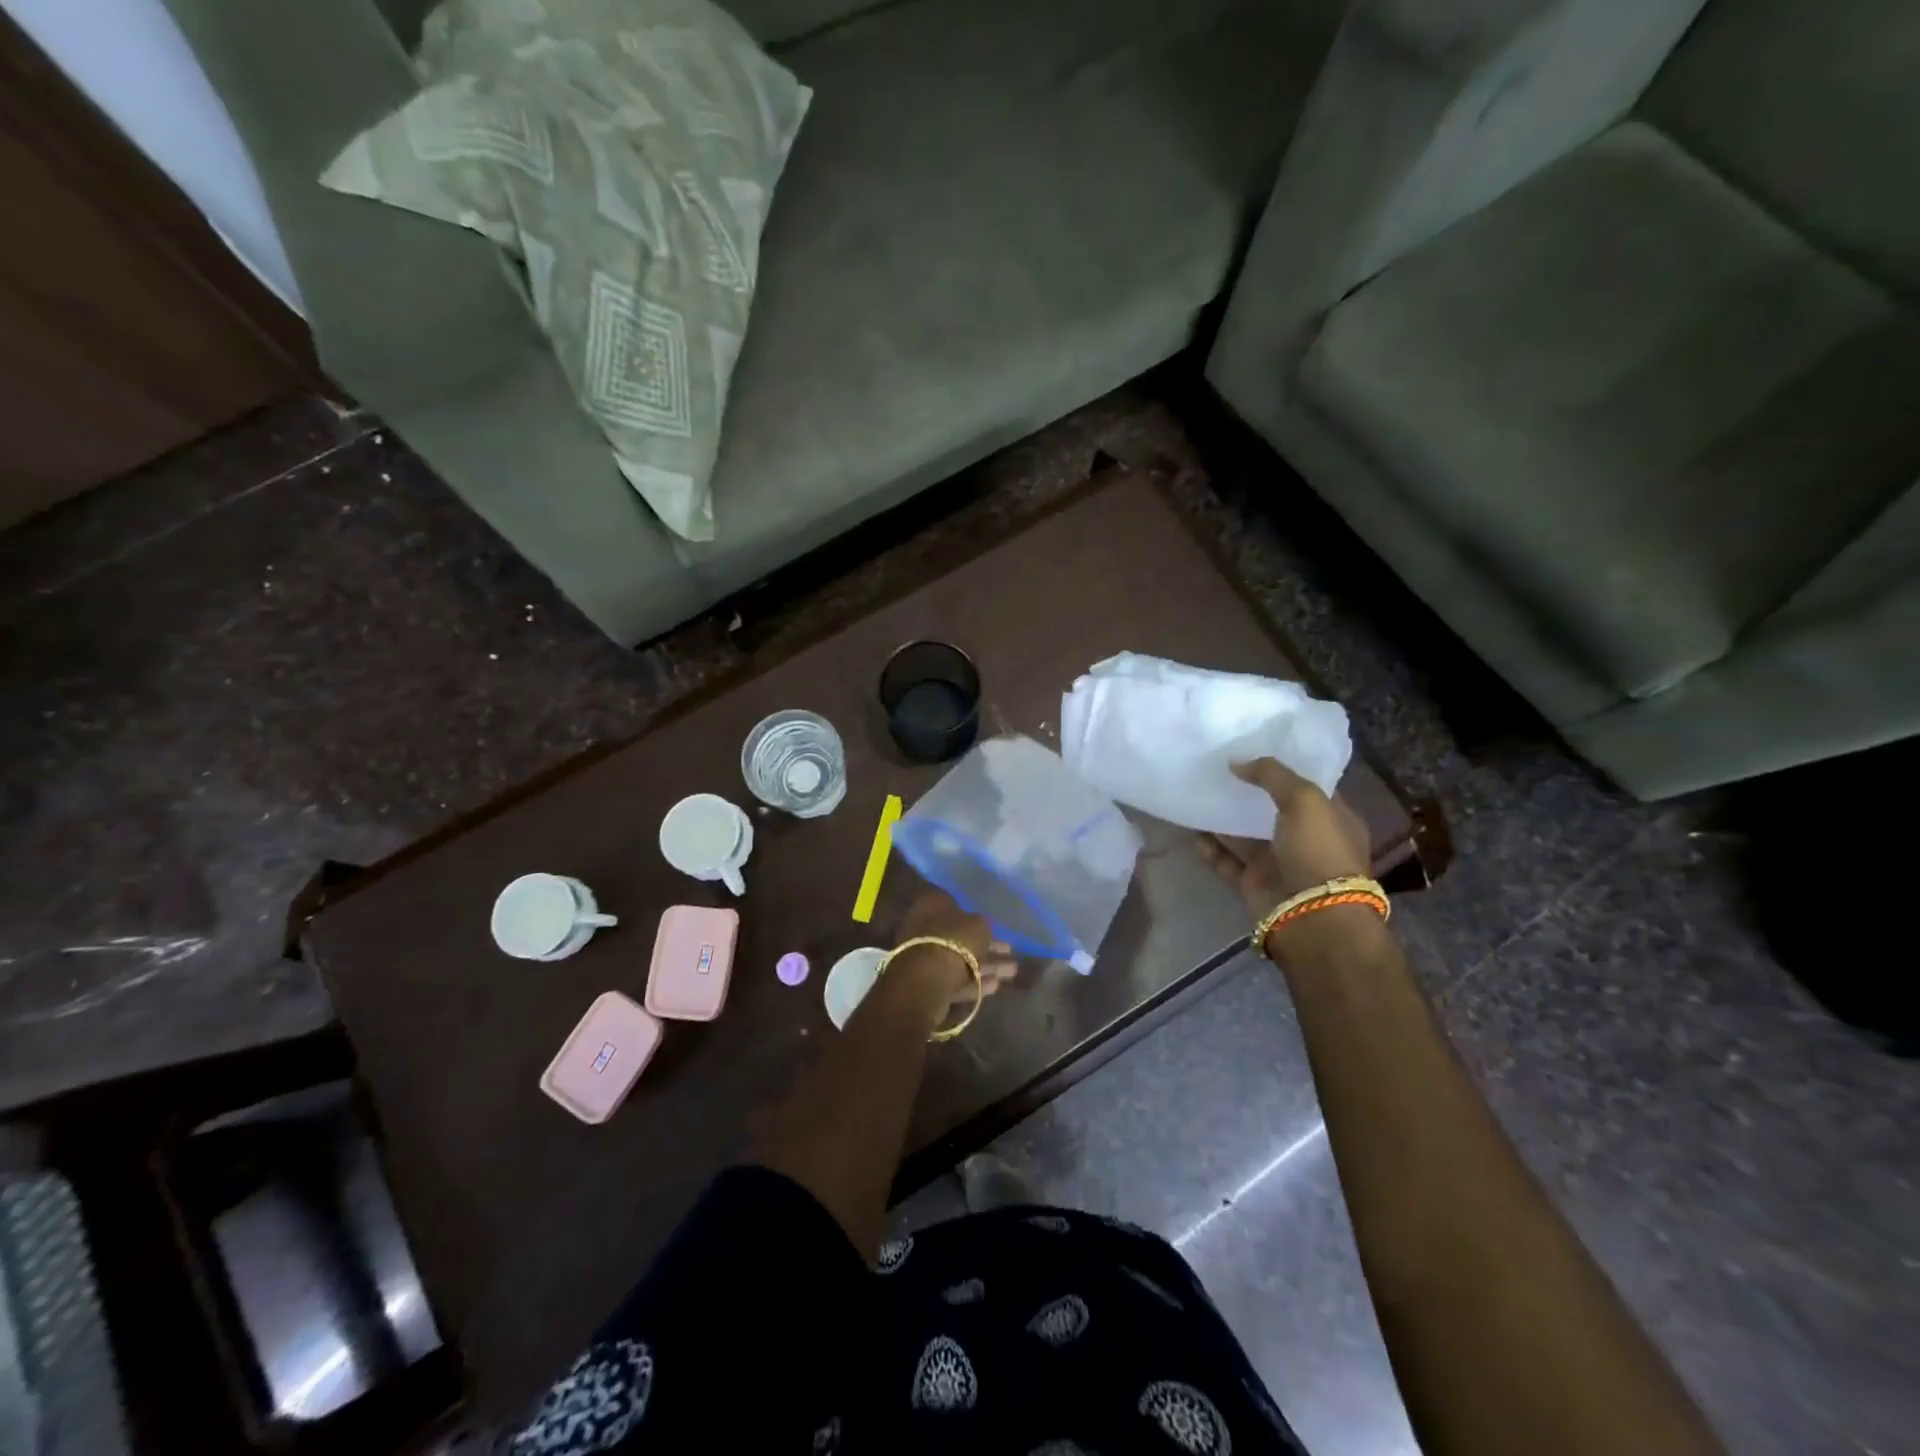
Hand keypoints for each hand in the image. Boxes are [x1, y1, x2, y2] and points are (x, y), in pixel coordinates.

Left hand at [895, 891, 1017, 1008]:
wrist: (927, 978)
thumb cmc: (954, 940)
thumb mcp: (979, 925)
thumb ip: (983, 925)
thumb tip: (982, 927)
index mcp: (931, 906)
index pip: (956, 907)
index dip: (978, 917)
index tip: (995, 927)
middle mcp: (924, 929)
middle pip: (960, 937)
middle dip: (986, 946)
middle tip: (1010, 952)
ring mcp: (924, 957)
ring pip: (960, 960)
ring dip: (986, 966)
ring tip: (1012, 971)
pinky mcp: (928, 983)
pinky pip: (955, 979)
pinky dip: (975, 982)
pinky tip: (996, 986)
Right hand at [1196, 758, 1370, 915]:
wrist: (1311, 916)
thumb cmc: (1319, 851)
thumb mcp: (1305, 800)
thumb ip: (1272, 774)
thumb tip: (1236, 762)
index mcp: (1333, 819)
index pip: (1307, 788)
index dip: (1282, 770)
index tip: (1252, 750)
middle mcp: (1306, 841)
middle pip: (1271, 810)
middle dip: (1247, 791)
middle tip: (1217, 768)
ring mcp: (1278, 864)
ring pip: (1245, 835)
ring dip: (1224, 818)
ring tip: (1197, 792)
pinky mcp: (1253, 883)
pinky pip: (1226, 860)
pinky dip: (1210, 846)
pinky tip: (1191, 827)